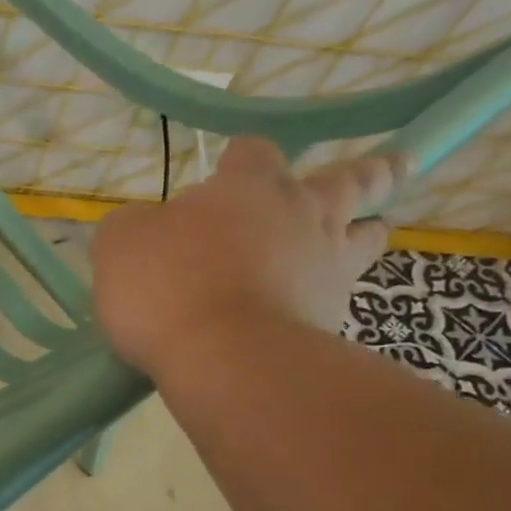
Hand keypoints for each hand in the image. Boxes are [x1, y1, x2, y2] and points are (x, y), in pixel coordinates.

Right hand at [91, 137, 399, 375]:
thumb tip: (145, 228)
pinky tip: (322, 298)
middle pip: (345, 181)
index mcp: (249, 187)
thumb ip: (134, 226)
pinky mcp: (332, 316)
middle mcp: (300, 213)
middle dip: (363, 173)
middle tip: (390, 167)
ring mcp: (325, 265)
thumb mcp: (120, 243)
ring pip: (366, 234)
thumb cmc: (166, 285)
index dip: (239, 158)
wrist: (223, 358)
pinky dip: (336, 288)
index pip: (253, 152)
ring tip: (372, 228)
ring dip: (369, 228)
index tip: (229, 166)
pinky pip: (342, 291)